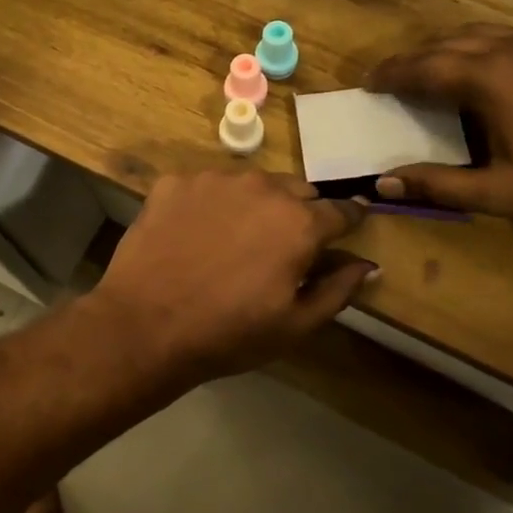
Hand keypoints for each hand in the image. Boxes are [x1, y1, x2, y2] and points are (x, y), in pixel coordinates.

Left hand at [90, 172, 375, 386]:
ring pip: (251, 183)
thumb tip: (368, 265)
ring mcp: (215, 179)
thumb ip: (338, 289)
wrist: (145, 324)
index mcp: (300, 223)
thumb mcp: (295, 325)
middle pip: (297, 191)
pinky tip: (194, 234)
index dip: (348, 221)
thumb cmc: (228, 333)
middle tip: (281, 246)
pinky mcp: (176, 181)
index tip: (346, 229)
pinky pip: (207, 186)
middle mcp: (262, 187)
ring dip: (254, 204)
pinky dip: (210, 204)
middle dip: (300, 213)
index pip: (341, 211)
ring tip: (234, 240)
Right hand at [365, 24, 512, 229]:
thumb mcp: (499, 193)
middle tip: (388, 81)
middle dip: (412, 61)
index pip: (423, 67)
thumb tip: (382, 183)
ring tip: (425, 73)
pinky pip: (500, 36)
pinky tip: (476, 71)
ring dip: (442, 50)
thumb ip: (438, 185)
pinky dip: (473, 47)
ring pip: (474, 34)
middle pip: (444, 45)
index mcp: (489, 77)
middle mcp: (509, 48)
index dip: (391, 75)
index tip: (366, 84)